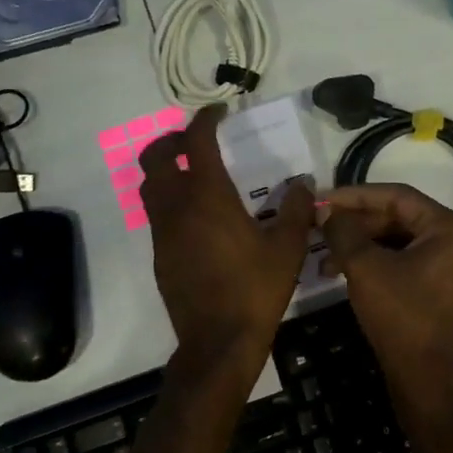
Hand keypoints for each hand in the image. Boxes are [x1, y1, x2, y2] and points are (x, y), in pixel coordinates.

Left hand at [140, 103, 314, 361]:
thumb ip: (295, 209)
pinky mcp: (160, 256)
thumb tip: (302, 182)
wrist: (218, 341)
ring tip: (193, 175)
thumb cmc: (255, 290)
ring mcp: (163, 233)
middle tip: (195, 141)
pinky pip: (157, 215)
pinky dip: (170, 201)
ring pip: (150, 187)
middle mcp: (177, 208)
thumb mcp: (287, 249)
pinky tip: (197, 218)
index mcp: (208, 198)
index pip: (196, 143)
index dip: (204, 120)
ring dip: (166, 171)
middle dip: (172, 141)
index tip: (218, 112)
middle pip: (155, 159)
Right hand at [319, 184, 452, 381]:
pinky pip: (402, 260)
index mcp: (450, 228)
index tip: (323, 199)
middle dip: (356, 223)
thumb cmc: (400, 316)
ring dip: (360, 244)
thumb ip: (343, 231)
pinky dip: (373, 261)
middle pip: (398, 217)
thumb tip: (325, 209)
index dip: (356, 195)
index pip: (398, 196)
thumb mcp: (365, 267)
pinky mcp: (437, 286)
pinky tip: (341, 269)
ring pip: (397, 240)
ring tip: (324, 255)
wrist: (424, 378)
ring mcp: (449, 265)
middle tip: (320, 226)